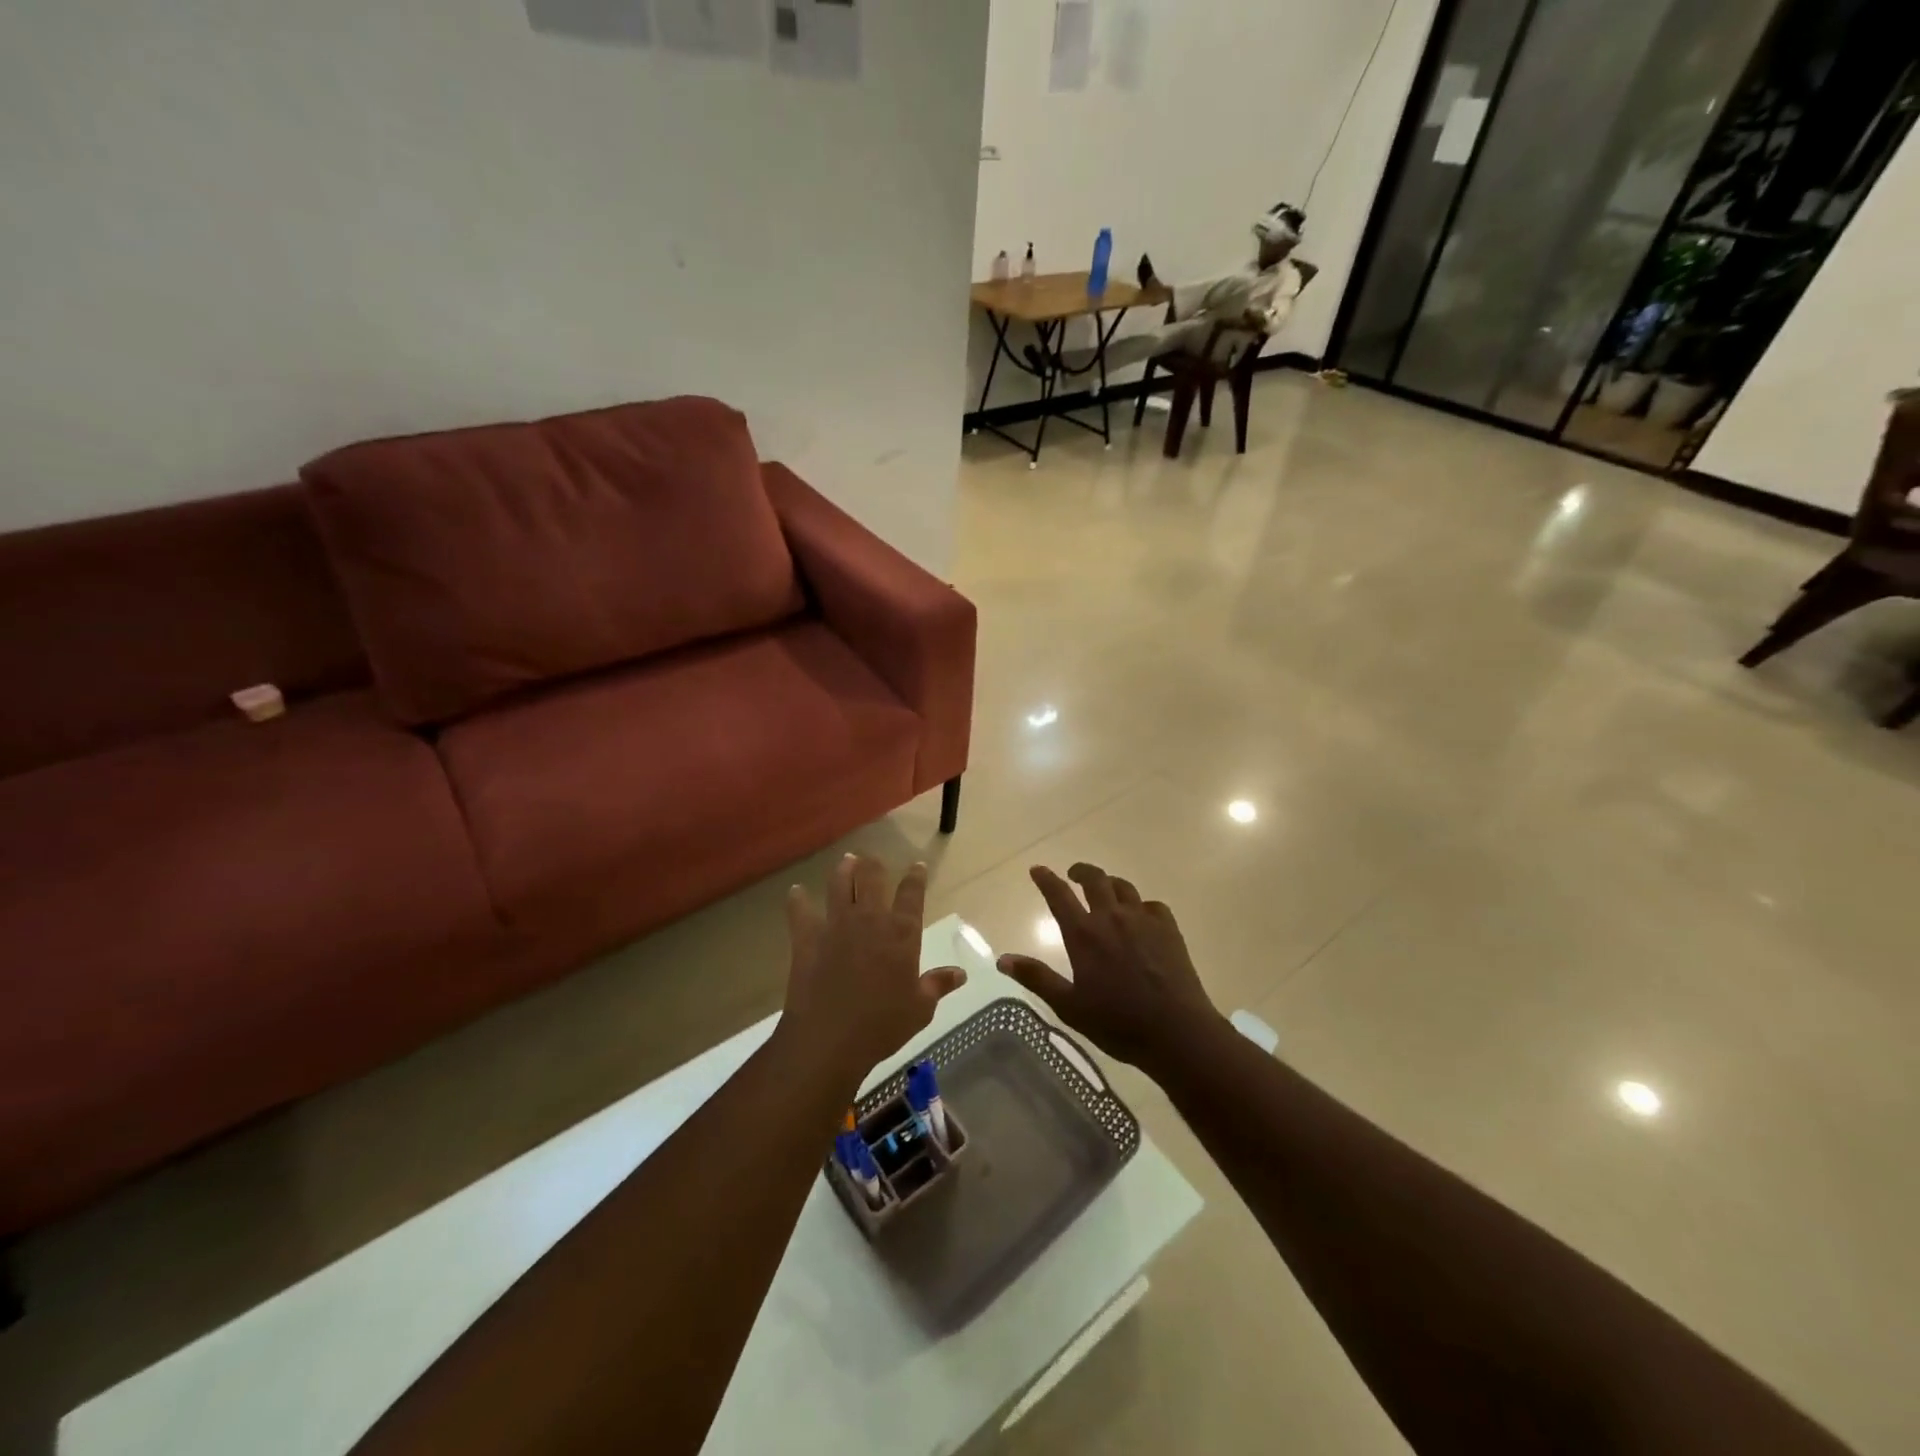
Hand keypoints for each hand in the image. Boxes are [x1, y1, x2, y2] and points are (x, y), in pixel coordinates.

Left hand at [779, 855, 966, 1085]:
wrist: (829, 1037)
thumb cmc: (882, 1025)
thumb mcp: (920, 1009)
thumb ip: (938, 985)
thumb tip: (960, 973)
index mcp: (901, 933)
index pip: (912, 893)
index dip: (916, 876)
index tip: (917, 866)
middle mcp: (870, 919)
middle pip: (872, 877)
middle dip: (874, 865)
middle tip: (874, 861)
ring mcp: (836, 925)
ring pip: (839, 884)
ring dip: (843, 870)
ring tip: (847, 861)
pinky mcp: (807, 937)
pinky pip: (800, 911)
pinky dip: (797, 900)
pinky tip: (796, 893)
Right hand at [997, 863, 1223, 1073]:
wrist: (1177, 1031)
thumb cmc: (1117, 1023)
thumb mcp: (1069, 1006)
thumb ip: (1037, 978)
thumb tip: (1002, 959)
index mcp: (1084, 934)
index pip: (1059, 895)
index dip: (1046, 879)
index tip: (1037, 869)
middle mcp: (1111, 917)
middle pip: (1094, 879)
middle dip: (1080, 872)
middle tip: (1073, 875)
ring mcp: (1143, 919)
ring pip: (1123, 887)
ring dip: (1109, 885)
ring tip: (1105, 892)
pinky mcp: (1168, 928)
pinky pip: (1151, 905)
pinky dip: (1141, 906)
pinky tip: (1141, 918)